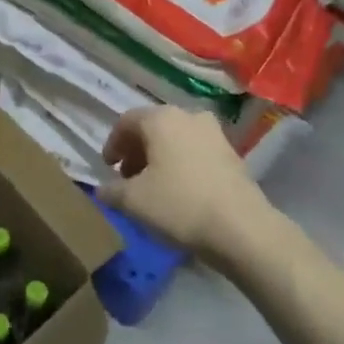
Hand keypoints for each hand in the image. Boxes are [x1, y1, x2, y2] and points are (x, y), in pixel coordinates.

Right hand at [99, 106, 271, 263]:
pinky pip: (196, 151)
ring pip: (176, 139)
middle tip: (127, 178)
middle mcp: (188, 115)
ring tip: (153, 187)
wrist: (241, 227)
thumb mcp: (134, 201)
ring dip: (159, 158)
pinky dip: (181, 164)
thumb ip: (112, 191)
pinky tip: (179, 191)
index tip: (107, 168)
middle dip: (136, 151)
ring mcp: (214, 133)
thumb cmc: (179, 205)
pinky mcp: (231, 153)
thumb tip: (102, 189)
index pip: (126, 121)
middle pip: (153, 127)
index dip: (112, 143)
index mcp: (161, 118)